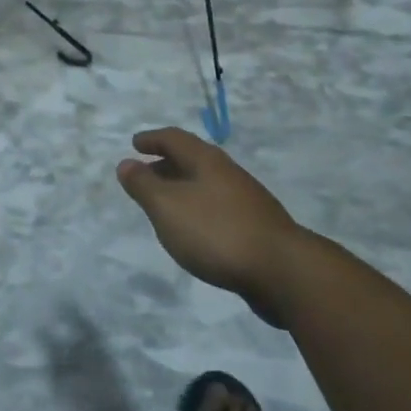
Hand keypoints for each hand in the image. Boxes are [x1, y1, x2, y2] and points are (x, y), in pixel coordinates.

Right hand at [116, 128, 306, 326]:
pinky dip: (200, 210)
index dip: (152, 139)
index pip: (175, 138)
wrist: (284, 272)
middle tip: (145, 175)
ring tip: (166, 205)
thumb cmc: (217, 232)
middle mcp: (229, 173)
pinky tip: (196, 232)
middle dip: (166, 164)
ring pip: (208, 185)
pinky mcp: (258, 229)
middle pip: (193, 159)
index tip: (134, 144)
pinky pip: (219, 208)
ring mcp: (248, 201)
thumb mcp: (167, 207)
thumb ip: (144, 185)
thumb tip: (126, 163)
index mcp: (207, 161)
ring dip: (183, 189)